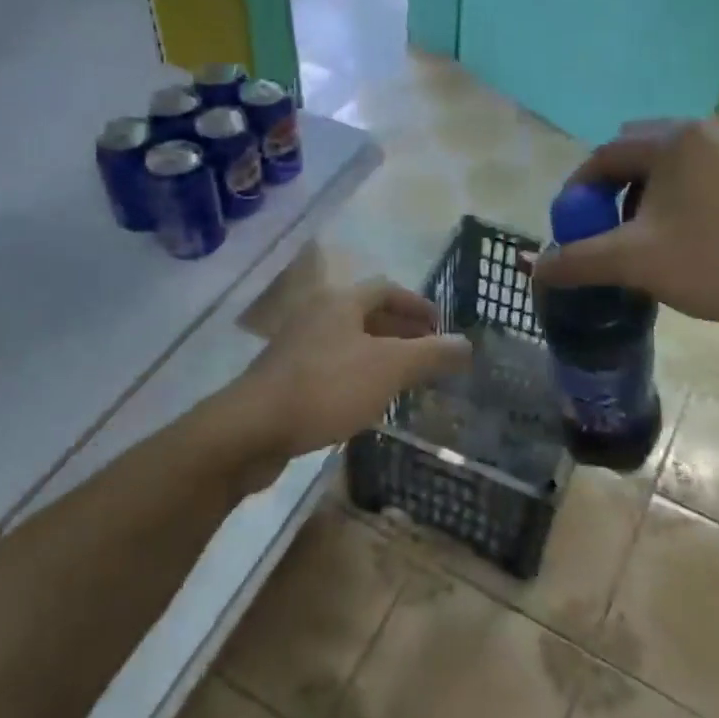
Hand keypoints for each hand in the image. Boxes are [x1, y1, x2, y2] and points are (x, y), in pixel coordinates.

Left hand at [239, 278, 472, 461]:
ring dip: (379, 353)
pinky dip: (357, 374)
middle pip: (366, 314)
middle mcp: (317, 315)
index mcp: (341, 302)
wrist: (252, 428)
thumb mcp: (389, 369)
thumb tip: (466, 344)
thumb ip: (431, 354)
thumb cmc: (327, 388)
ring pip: (348, 342)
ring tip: (405, 377)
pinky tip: (368, 400)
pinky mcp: (284, 378)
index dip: (417, 304)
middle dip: (401, 329)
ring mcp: (297, 347)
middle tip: (428, 350)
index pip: (387, 289)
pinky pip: (331, 366)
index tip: (441, 325)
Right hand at [529, 113, 718, 330]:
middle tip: (612, 227)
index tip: (573, 224)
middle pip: (641, 149)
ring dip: (653, 186)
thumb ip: (578, 260)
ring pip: (676, 156)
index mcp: (674, 139)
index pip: (606, 155)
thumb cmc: (718, 264)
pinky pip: (709, 163)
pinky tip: (695, 223)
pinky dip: (688, 186)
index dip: (580, 190)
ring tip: (652, 228)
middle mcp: (709, 124)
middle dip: (617, 185)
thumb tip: (535, 268)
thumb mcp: (636, 263)